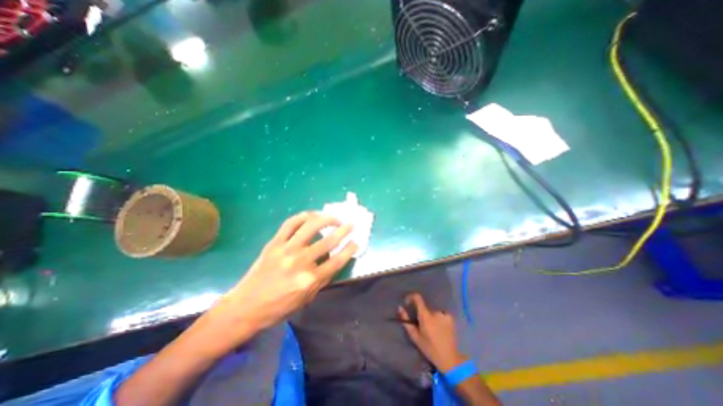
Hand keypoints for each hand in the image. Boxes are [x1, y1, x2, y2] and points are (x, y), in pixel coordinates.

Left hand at [211, 213, 356, 335]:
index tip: (356, 241)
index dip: (350, 249)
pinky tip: (312, 215)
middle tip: (351, 223)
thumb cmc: (279, 308)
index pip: (337, 260)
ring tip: (334, 217)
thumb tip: (334, 260)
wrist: (246, 306)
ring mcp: (287, 249)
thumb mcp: (306, 299)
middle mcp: (301, 262)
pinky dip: (303, 216)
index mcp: (310, 279)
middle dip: (344, 230)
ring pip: (311, 226)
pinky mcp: (274, 243)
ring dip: (326, 219)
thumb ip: (322, 279)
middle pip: (328, 240)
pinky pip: (290, 223)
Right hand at [398, 292, 465, 370]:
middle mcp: (435, 312)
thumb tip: (400, 307)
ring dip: (431, 317)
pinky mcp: (451, 318)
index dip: (411, 297)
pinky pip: (441, 314)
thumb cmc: (429, 348)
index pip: (418, 298)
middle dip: (422, 314)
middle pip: (425, 308)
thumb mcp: (415, 336)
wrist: (449, 358)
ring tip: (433, 329)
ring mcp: (444, 314)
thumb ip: (406, 321)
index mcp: (425, 316)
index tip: (408, 302)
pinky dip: (439, 319)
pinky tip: (441, 329)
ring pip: (433, 312)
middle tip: (423, 326)